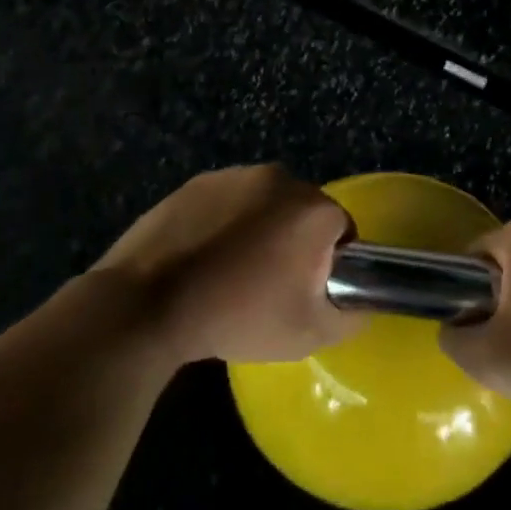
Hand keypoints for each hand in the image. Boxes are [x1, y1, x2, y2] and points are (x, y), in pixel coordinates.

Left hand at [93, 164, 359, 366]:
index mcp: (313, 207)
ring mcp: (233, 176)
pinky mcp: (195, 183)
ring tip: (232, 272)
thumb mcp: (309, 333)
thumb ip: (352, 316)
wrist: (147, 304)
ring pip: (264, 205)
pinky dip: (225, 224)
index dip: (330, 263)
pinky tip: (204, 258)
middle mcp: (279, 178)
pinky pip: (227, 203)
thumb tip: (363, 304)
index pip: (342, 230)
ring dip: (260, 230)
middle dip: (295, 242)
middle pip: (302, 212)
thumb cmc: (238, 315)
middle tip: (270, 285)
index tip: (305, 291)